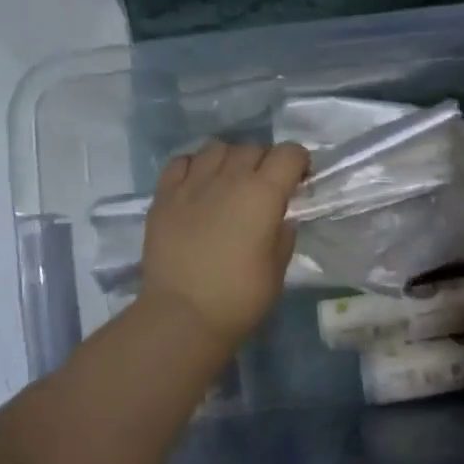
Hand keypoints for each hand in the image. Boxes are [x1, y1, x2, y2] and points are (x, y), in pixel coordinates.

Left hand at [139, 140, 309, 348]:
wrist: (182, 315)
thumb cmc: (240, 297)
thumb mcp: (277, 267)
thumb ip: (282, 233)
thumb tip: (278, 216)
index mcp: (263, 193)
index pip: (289, 153)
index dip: (299, 163)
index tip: (298, 182)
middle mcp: (229, 178)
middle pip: (253, 148)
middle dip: (265, 162)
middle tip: (264, 189)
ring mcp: (192, 184)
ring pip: (216, 148)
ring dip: (230, 160)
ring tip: (229, 183)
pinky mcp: (164, 196)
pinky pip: (181, 162)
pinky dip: (194, 167)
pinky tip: (197, 187)